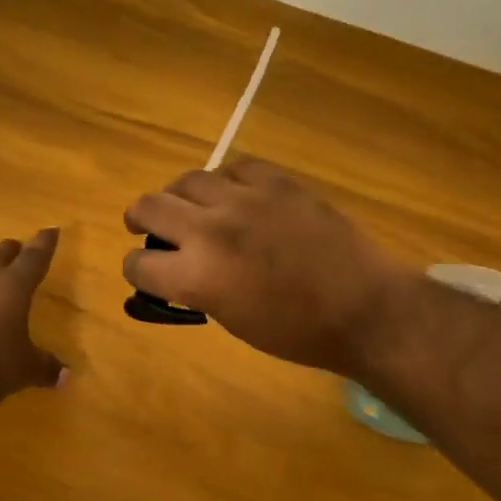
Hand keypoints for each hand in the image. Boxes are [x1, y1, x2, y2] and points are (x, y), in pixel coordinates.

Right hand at [123, 160, 410, 374]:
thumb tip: (179, 270)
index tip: (144, 270)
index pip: (139, 264)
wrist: (363, 307)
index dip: (137, 269)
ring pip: (187, 180)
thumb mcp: (232, 320)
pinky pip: (234, 167)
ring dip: (180, 196)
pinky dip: (225, 181)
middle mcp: (210, 230)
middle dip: (140, 219)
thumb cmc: (297, 332)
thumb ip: (196, 289)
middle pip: (149, 206)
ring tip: (190, 206)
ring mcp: (245, 199)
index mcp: (197, 276)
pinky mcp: (276, 181)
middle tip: (144, 225)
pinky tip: (233, 194)